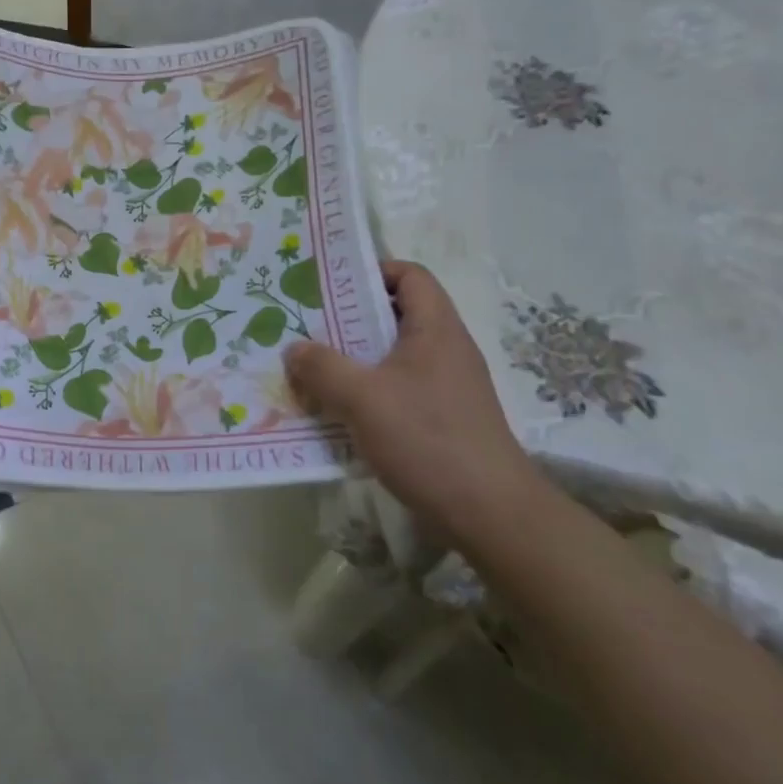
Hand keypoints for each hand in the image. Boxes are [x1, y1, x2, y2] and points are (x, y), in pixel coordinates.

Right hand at [284, 260, 545, 548]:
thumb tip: (293, 349)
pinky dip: (367, 391)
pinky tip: (338, 411)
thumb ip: (322, 368)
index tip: (331, 286)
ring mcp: (447, 386)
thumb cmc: (427, 439)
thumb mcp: (362, 398)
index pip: (410, 275)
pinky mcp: (442, 418)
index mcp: (435, 330)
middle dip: (350, 318)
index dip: (373, 271)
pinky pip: (397, 388)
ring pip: (393, 355)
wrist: (489, 512)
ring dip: (354, 359)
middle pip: (397, 315)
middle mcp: (445, 350)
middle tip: (308, 326)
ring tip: (313, 368)